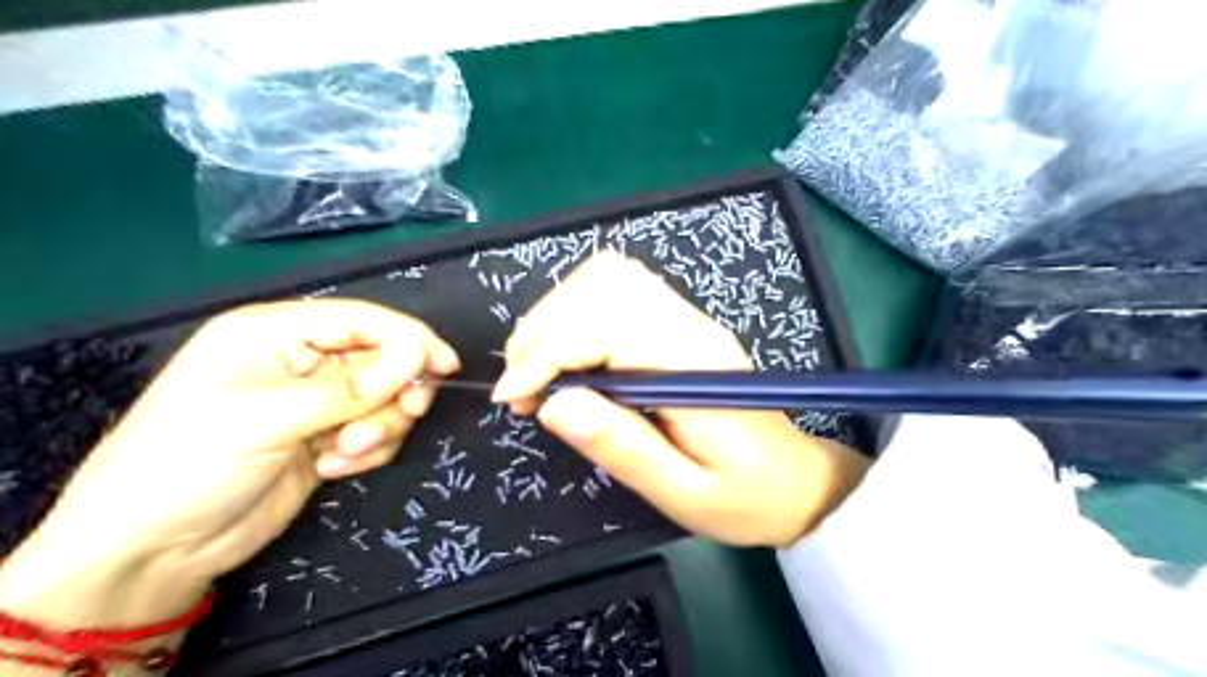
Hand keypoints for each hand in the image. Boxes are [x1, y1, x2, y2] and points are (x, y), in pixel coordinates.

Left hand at [0, 299, 457, 626]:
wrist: (152, 552)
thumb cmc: (190, 464)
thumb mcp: (269, 418)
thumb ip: (352, 387)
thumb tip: (420, 354)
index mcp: (275, 332)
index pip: (362, 320)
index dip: (409, 338)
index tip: (446, 365)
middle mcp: (301, 360)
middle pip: (383, 359)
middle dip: (395, 391)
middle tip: (406, 414)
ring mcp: (317, 402)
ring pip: (386, 398)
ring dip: (379, 427)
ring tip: (343, 455)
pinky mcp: (328, 437)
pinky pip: (378, 431)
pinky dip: (368, 451)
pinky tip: (331, 469)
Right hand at [490, 254, 867, 549]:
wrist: (796, 480)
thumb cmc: (744, 496)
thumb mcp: (683, 492)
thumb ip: (622, 447)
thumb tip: (553, 406)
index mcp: (693, 366)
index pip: (606, 327)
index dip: (547, 354)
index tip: (513, 397)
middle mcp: (690, 326)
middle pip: (602, 285)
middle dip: (543, 329)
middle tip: (522, 388)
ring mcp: (687, 317)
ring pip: (607, 276)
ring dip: (557, 314)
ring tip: (537, 369)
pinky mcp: (678, 321)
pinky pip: (619, 288)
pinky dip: (576, 310)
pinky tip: (568, 352)